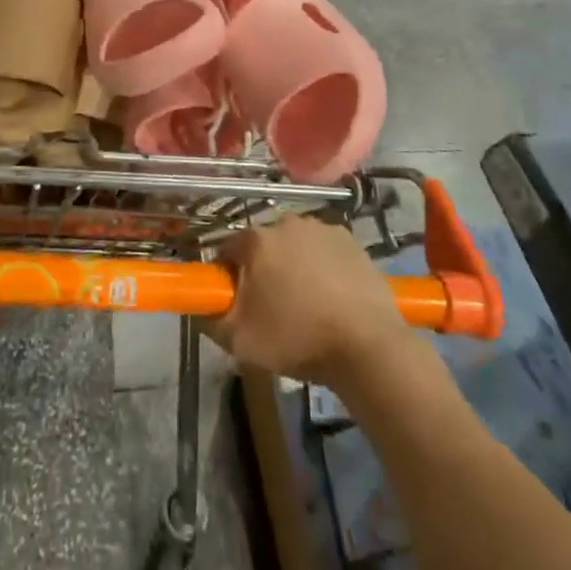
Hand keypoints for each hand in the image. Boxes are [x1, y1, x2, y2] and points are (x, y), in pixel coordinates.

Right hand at [204, 216, 413, 386]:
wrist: (368, 347)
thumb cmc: (297, 339)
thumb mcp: (238, 341)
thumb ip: (209, 318)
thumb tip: (202, 304)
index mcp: (256, 240)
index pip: (228, 251)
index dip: (229, 278)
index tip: (239, 304)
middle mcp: (286, 222)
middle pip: (264, 246)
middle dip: (263, 271)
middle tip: (273, 309)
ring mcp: (323, 228)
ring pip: (295, 247)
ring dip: (294, 267)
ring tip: (307, 306)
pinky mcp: (352, 241)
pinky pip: (325, 252)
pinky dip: (324, 268)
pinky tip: (333, 298)